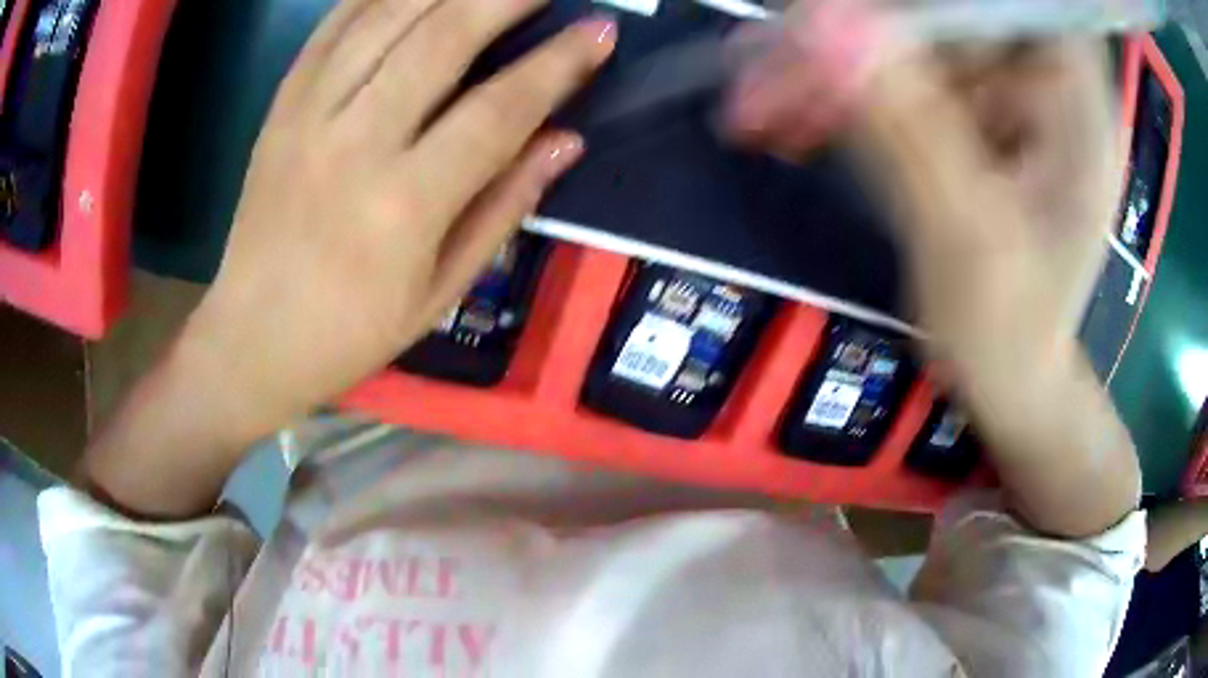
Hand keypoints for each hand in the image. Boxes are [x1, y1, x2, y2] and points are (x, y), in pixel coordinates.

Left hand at [80, 0, 615, 517]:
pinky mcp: (280, 109)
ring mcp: (308, 117)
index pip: (499, 109)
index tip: (598, 32)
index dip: (557, 64)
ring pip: (385, 18)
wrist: (251, 339)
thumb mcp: (439, 293)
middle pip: (441, 38)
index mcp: (405, 204)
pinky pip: (331, 30)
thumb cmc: (349, 332)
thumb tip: (565, 141)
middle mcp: (355, 143)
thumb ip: (503, 208)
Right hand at [724, 1, 1138, 536]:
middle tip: (769, 67)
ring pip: (911, 51)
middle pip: (946, 22)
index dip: (929, 5)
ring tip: (761, 107)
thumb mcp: (967, 236)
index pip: (1005, 5)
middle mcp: (1043, 88)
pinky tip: (793, 123)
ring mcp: (1004, 104)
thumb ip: (908, 127)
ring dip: (835, 74)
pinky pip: (903, 88)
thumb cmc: (1012, 336)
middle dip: (856, 39)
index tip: (842, 14)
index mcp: (1075, 106)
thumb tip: (826, 24)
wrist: (1013, 386)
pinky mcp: (971, 125)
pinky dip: (846, 101)